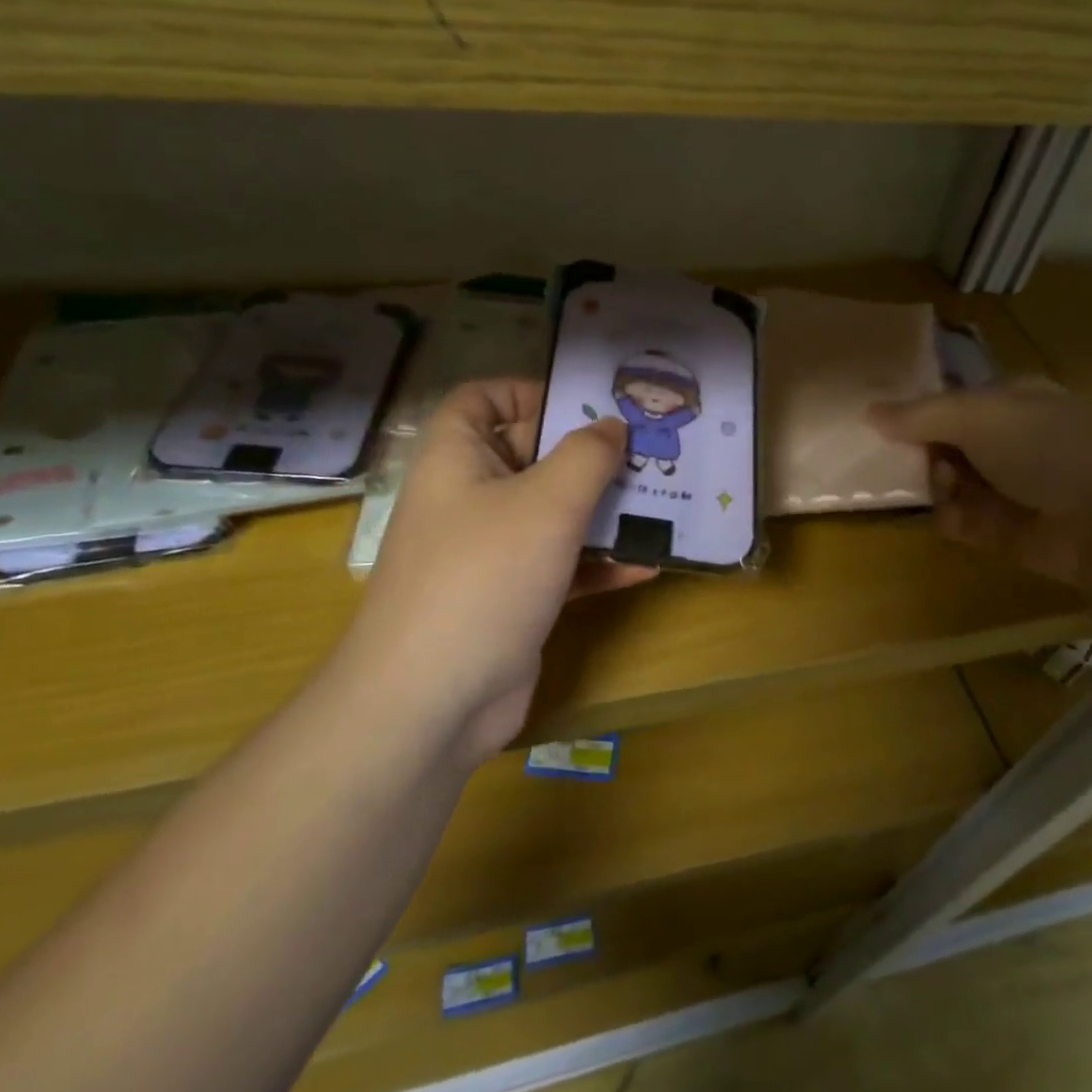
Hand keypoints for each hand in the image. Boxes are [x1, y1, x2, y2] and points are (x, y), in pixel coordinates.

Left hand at [343, 379, 654, 764]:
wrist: (432, 701)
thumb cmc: (485, 576)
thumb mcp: (547, 502)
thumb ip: (588, 456)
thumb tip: (612, 427)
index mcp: (456, 459)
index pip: (481, 399)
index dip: (528, 390)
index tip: (586, 403)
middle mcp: (468, 499)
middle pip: (528, 455)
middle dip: (586, 453)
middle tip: (645, 450)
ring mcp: (489, 553)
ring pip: (550, 514)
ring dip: (601, 510)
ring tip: (660, 500)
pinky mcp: (511, 599)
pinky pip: (559, 566)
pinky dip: (598, 563)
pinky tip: (647, 563)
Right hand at [868, 378, 1091, 586]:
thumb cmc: (1048, 447)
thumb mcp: (978, 415)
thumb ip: (920, 415)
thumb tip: (869, 411)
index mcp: (1014, 401)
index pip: (954, 402)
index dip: (920, 413)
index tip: (886, 427)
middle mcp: (1012, 441)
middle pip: (947, 445)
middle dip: (925, 455)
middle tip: (912, 464)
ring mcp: (1013, 487)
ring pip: (952, 484)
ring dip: (939, 488)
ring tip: (943, 492)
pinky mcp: (1011, 531)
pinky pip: (966, 521)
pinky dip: (956, 520)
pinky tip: (958, 519)